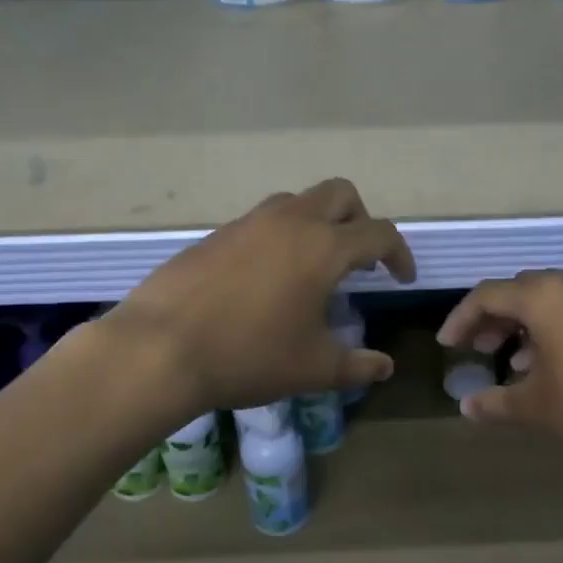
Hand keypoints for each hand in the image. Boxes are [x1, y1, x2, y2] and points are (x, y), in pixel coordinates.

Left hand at [108, 179, 414, 416]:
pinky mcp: (216, 235)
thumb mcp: (313, 368)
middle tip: (360, 260)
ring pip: (297, 202)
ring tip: (313, 267)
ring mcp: (248, 223)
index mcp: (323, 247)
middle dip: (361, 220)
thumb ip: (357, 366)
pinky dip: (279, 237)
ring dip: (317, 223)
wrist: (160, 348)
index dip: (399, 254)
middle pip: (340, 194)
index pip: (379, 233)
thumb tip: (385, 366)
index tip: (401, 278)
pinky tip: (266, 279)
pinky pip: (261, 222)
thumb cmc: (249, 356)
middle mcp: (289, 221)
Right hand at [437, 270, 562, 479]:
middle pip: (521, 290)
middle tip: (479, 348)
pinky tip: (561, 362)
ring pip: (554, 297)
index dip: (461, 319)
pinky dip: (560, 325)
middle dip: (494, 318)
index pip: (488, 295)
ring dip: (528, 323)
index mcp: (546, 297)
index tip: (448, 345)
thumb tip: (466, 406)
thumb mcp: (540, 408)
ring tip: (516, 361)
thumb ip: (496, 403)